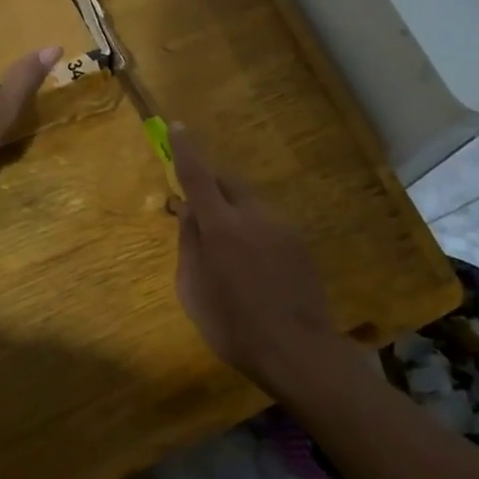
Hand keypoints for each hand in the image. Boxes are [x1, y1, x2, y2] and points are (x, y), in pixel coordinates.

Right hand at [168, 125, 364, 395]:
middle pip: (229, 183)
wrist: (298, 350)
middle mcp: (254, 216)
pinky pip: (269, 224)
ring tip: (229, 252)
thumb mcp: (192, 289)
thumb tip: (189, 212)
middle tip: (199, 208)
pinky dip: (254, 231)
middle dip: (211, 185)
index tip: (177, 128)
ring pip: (250, 204)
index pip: (198, 176)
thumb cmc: (233, 326)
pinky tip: (255, 267)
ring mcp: (282, 227)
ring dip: (234, 213)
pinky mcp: (300, 243)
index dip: (185, 150)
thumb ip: (189, 244)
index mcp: (221, 226)